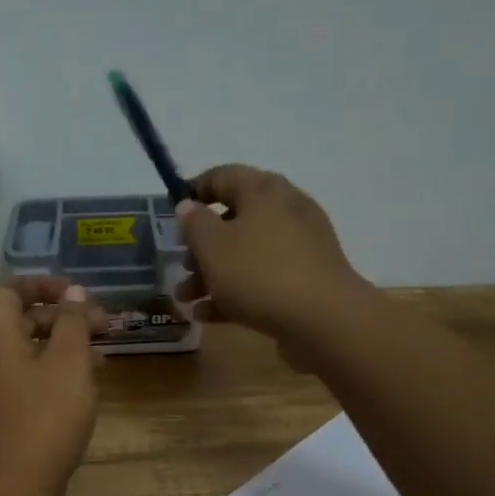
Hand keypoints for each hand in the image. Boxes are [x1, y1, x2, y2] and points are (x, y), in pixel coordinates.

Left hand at [0, 276, 104, 495]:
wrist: (16, 486)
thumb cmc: (46, 417)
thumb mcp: (69, 363)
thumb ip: (72, 322)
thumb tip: (72, 291)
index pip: (9, 290)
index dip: (42, 284)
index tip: (77, 293)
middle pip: (20, 320)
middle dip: (62, 317)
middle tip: (102, 327)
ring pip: (27, 351)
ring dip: (62, 346)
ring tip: (101, 358)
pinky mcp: (1, 413)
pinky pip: (26, 377)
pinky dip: (53, 371)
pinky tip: (83, 388)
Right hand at [173, 166, 370, 350]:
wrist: (323, 319)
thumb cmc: (259, 273)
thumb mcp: (213, 246)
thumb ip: (194, 223)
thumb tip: (188, 206)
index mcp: (263, 190)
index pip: (222, 176)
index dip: (193, 191)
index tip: (171, 214)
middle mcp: (285, 210)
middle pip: (234, 220)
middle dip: (201, 246)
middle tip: (181, 266)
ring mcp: (299, 246)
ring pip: (246, 253)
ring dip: (212, 274)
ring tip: (187, 299)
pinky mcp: (305, 279)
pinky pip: (262, 279)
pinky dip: (235, 292)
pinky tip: (208, 315)